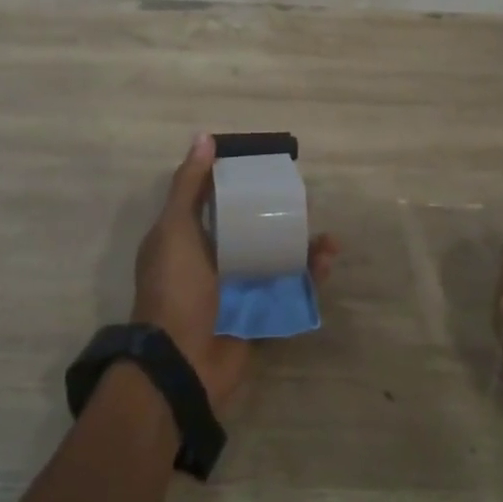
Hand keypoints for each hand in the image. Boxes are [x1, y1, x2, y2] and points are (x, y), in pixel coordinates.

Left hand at [132, 134, 338, 408]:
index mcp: (188, 237)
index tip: (267, 167)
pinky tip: (325, 262)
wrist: (181, 364)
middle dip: (279, 215)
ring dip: (301, 246)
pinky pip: (287, 289)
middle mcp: (213, 260)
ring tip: (327, 238)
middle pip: (251, 228)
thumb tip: (204, 137)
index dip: (239, 182)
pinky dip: (308, 277)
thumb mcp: (175, 229)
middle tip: (306, 202)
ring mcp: (237, 288)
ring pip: (275, 257)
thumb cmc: (175, 288)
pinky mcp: (259, 313)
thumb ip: (189, 186)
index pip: (216, 200)